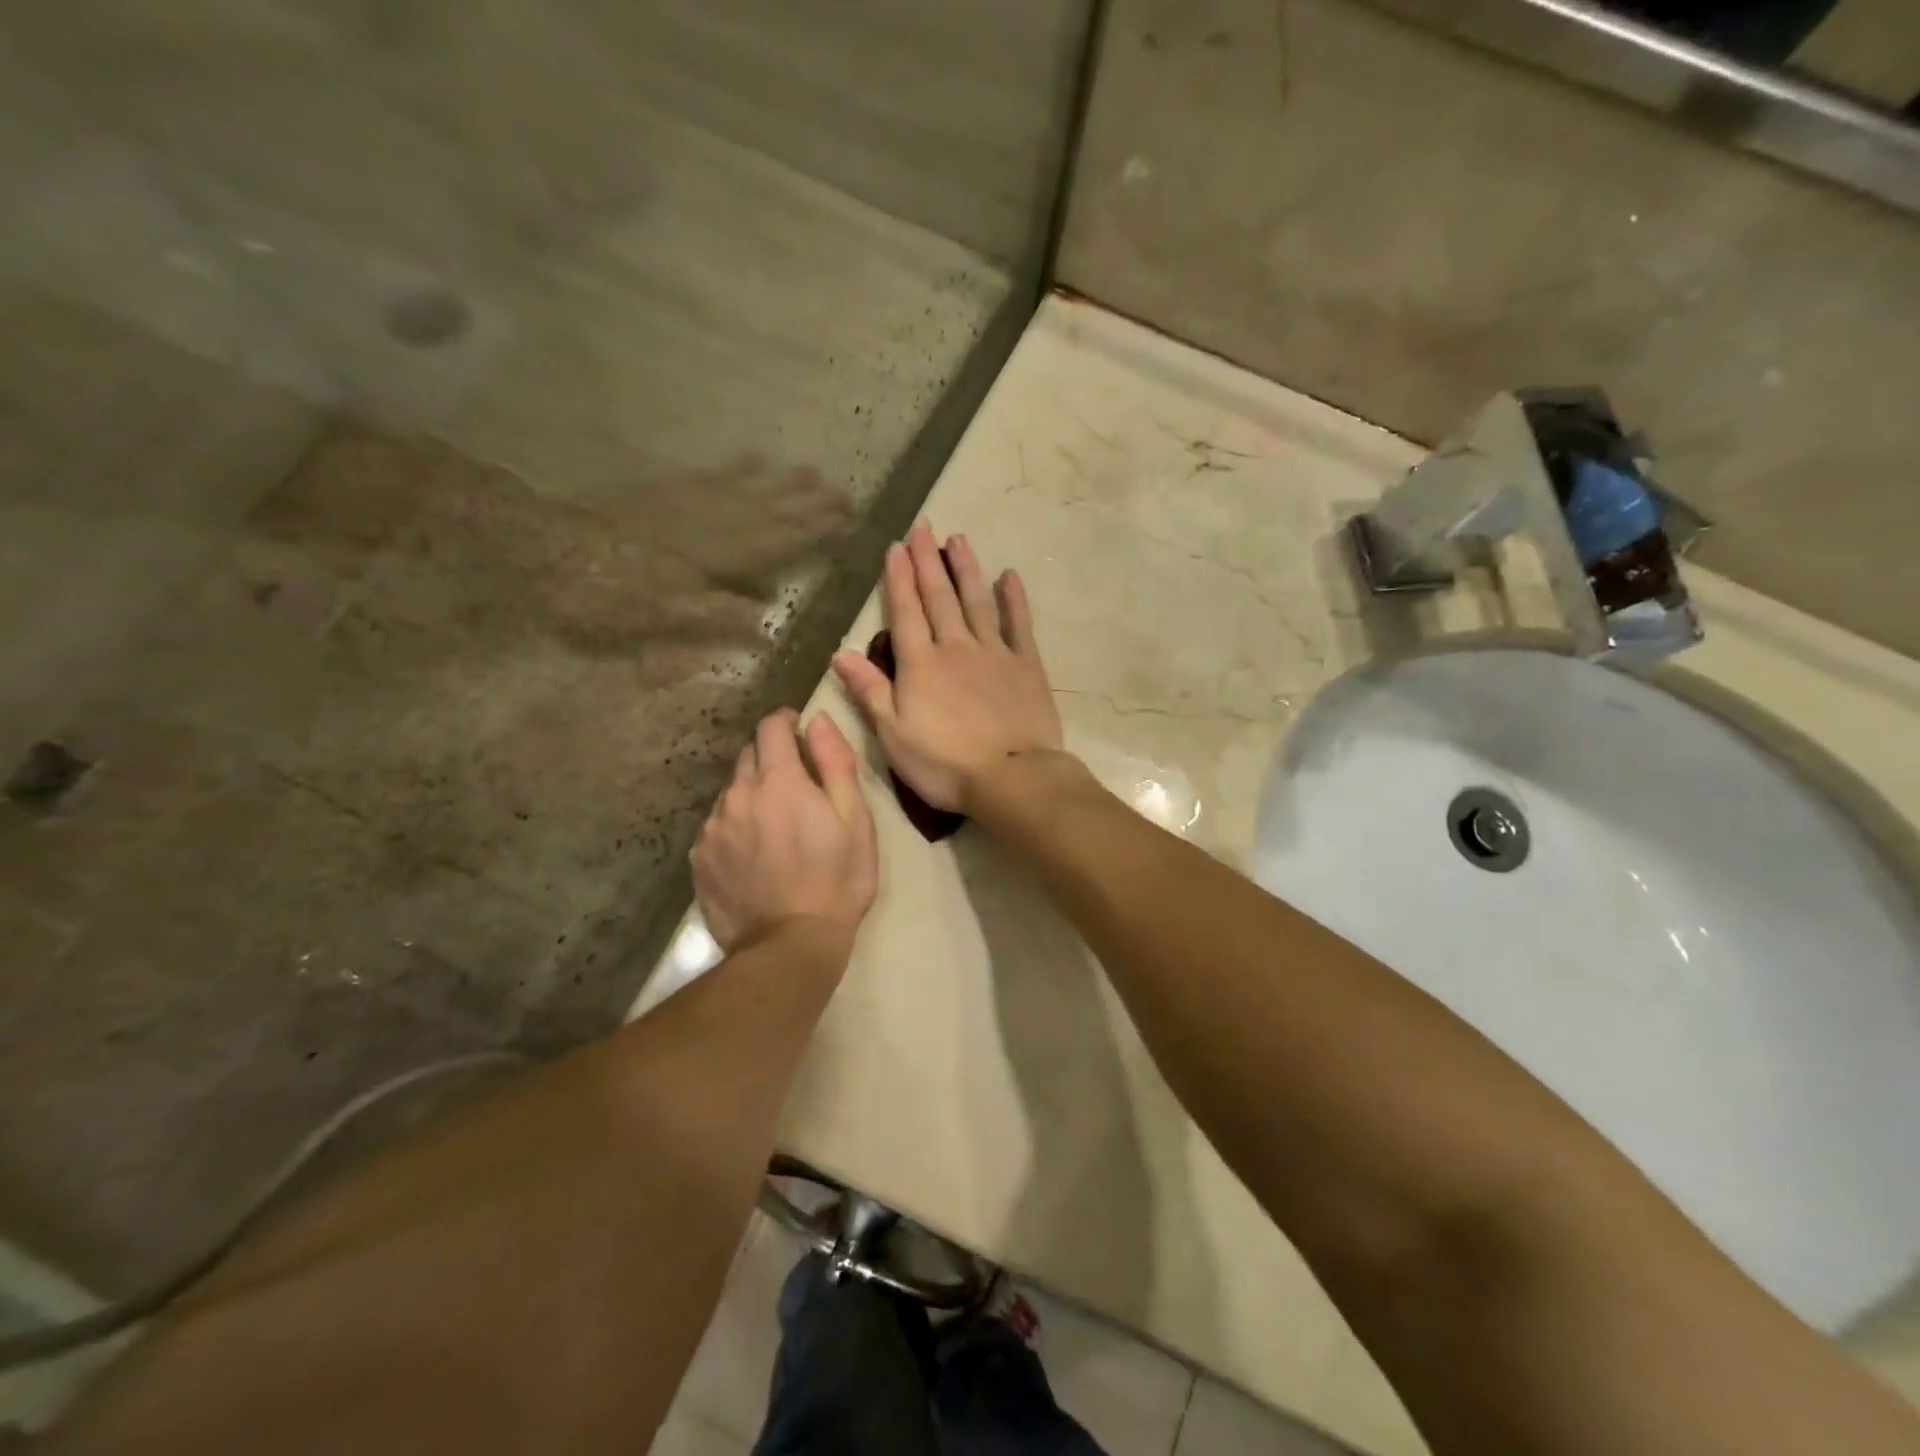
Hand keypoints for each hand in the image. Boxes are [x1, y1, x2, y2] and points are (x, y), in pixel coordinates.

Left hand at [692, 710, 877, 953]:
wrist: (789, 946)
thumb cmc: (836, 881)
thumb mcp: (855, 820)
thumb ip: (835, 763)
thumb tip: (817, 721)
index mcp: (778, 781)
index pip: (770, 727)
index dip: (785, 721)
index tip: (797, 728)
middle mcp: (737, 796)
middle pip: (747, 757)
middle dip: (770, 759)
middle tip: (794, 784)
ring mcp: (712, 829)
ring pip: (730, 793)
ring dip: (751, 795)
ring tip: (774, 826)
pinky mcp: (699, 860)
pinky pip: (716, 827)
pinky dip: (734, 827)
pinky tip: (753, 855)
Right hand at [833, 522, 1062, 813]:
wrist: (1012, 777)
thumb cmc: (944, 764)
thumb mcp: (894, 735)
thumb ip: (870, 692)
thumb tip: (841, 654)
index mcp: (921, 665)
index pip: (906, 612)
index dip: (898, 578)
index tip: (896, 546)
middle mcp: (956, 647)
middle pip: (940, 597)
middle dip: (928, 561)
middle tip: (924, 527)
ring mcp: (995, 653)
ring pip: (977, 601)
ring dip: (966, 569)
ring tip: (958, 540)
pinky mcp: (1027, 665)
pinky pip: (1019, 624)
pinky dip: (1014, 600)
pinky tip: (1009, 577)